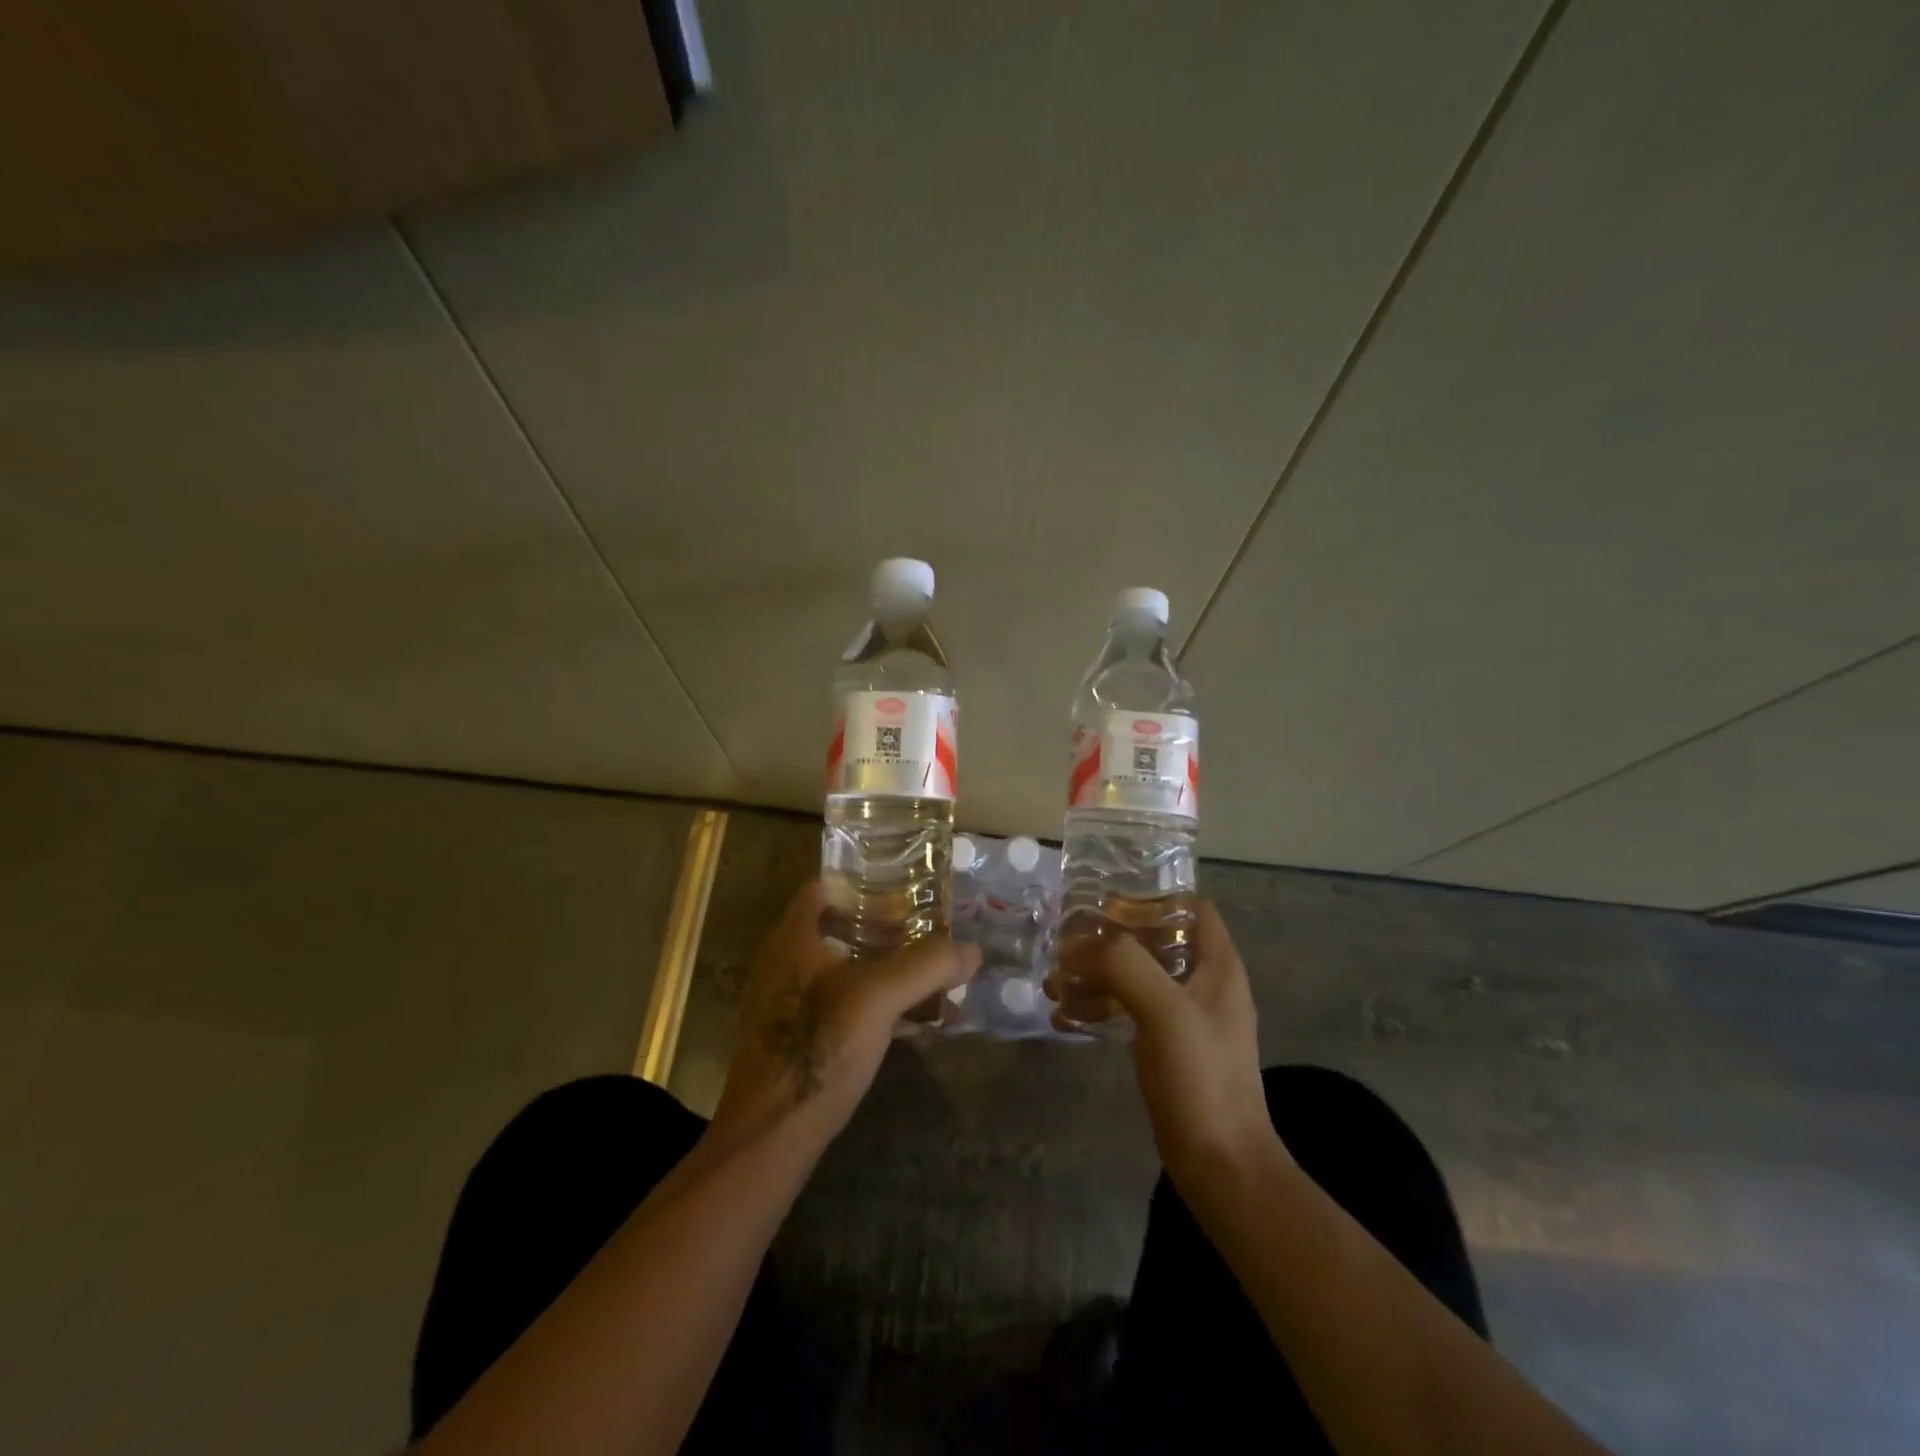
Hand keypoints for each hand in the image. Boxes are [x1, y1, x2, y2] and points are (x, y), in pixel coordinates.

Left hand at [711, 882, 980, 1147]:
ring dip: (887, 969)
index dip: (863, 881)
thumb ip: (926, 966)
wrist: (770, 1137)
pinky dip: (879, 1003)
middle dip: (887, 927)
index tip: (906, 885)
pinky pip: (845, 1004)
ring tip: (934, 975)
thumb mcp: (879, 999)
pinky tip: (916, 1022)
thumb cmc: (818, 1050)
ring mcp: (790, 1002)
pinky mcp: (799, 1038)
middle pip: (839, 927)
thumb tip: (972, 949)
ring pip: (845, 968)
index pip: (824, 887)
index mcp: (793, 938)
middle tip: (931, 928)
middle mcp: (786, 962)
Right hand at [1051, 901, 1278, 1185]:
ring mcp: (1185, 1018)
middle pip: (1153, 941)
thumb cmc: (1200, 1076)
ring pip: (1135, 977)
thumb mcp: (1163, 1009)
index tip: (1104, 900)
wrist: (1220, 1165)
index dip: (1150, 897)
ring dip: (1096, 975)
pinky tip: (1064, 1016)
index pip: (1189, 907)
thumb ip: (1123, 963)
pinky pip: (1128, 1012)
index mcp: (1217, 965)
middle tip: (1065, 941)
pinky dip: (1099, 1007)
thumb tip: (1075, 943)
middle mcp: (1204, 983)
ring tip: (1053, 982)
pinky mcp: (1167, 1048)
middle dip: (1108, 939)